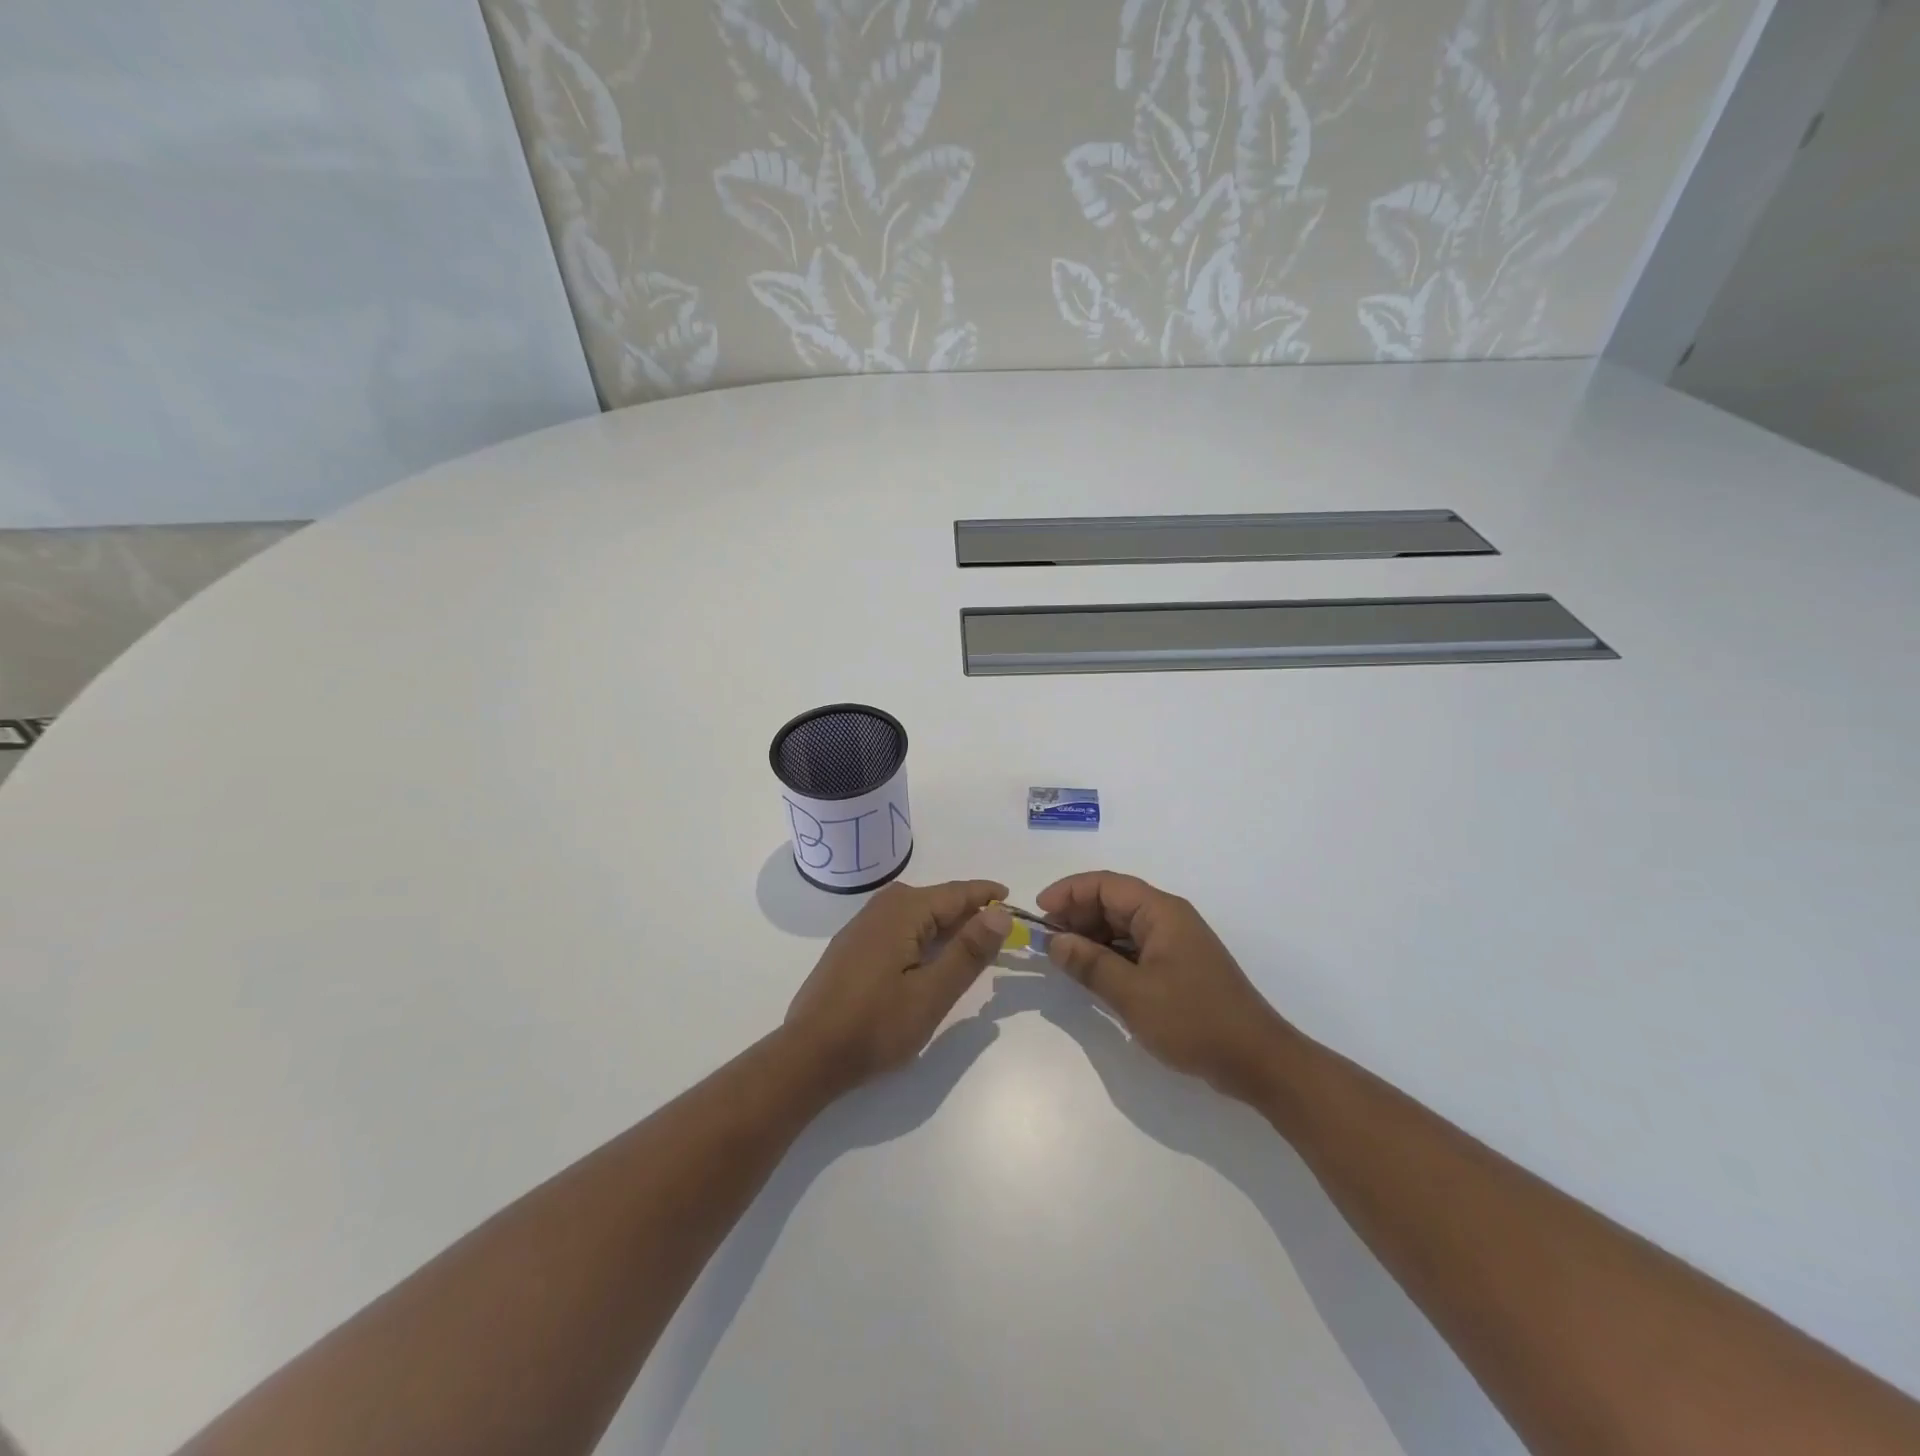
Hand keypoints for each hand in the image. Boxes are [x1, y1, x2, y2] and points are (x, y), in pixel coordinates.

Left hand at [785, 880, 1011, 1093]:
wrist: (809, 1056)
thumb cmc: (875, 1026)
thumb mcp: (931, 994)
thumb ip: (968, 951)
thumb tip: (1000, 911)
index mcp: (902, 911)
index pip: (955, 893)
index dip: (986, 895)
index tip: (1014, 899)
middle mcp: (881, 908)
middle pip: (935, 900)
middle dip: (967, 910)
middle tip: (999, 930)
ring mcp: (862, 926)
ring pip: (916, 914)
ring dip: (945, 924)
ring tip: (971, 942)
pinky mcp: (852, 947)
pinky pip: (898, 927)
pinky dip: (923, 935)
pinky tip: (929, 957)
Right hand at [1038, 872, 1290, 1099]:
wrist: (1257, 1061)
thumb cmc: (1194, 1020)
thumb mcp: (1133, 994)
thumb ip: (1090, 964)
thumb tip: (1054, 941)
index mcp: (1161, 912)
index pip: (1105, 884)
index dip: (1069, 891)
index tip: (1039, 912)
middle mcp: (1168, 918)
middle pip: (1113, 901)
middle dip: (1076, 915)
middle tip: (1046, 941)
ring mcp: (1174, 943)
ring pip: (1122, 926)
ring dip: (1091, 936)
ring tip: (1063, 958)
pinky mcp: (1177, 967)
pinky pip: (1134, 948)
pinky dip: (1109, 955)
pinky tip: (1092, 974)